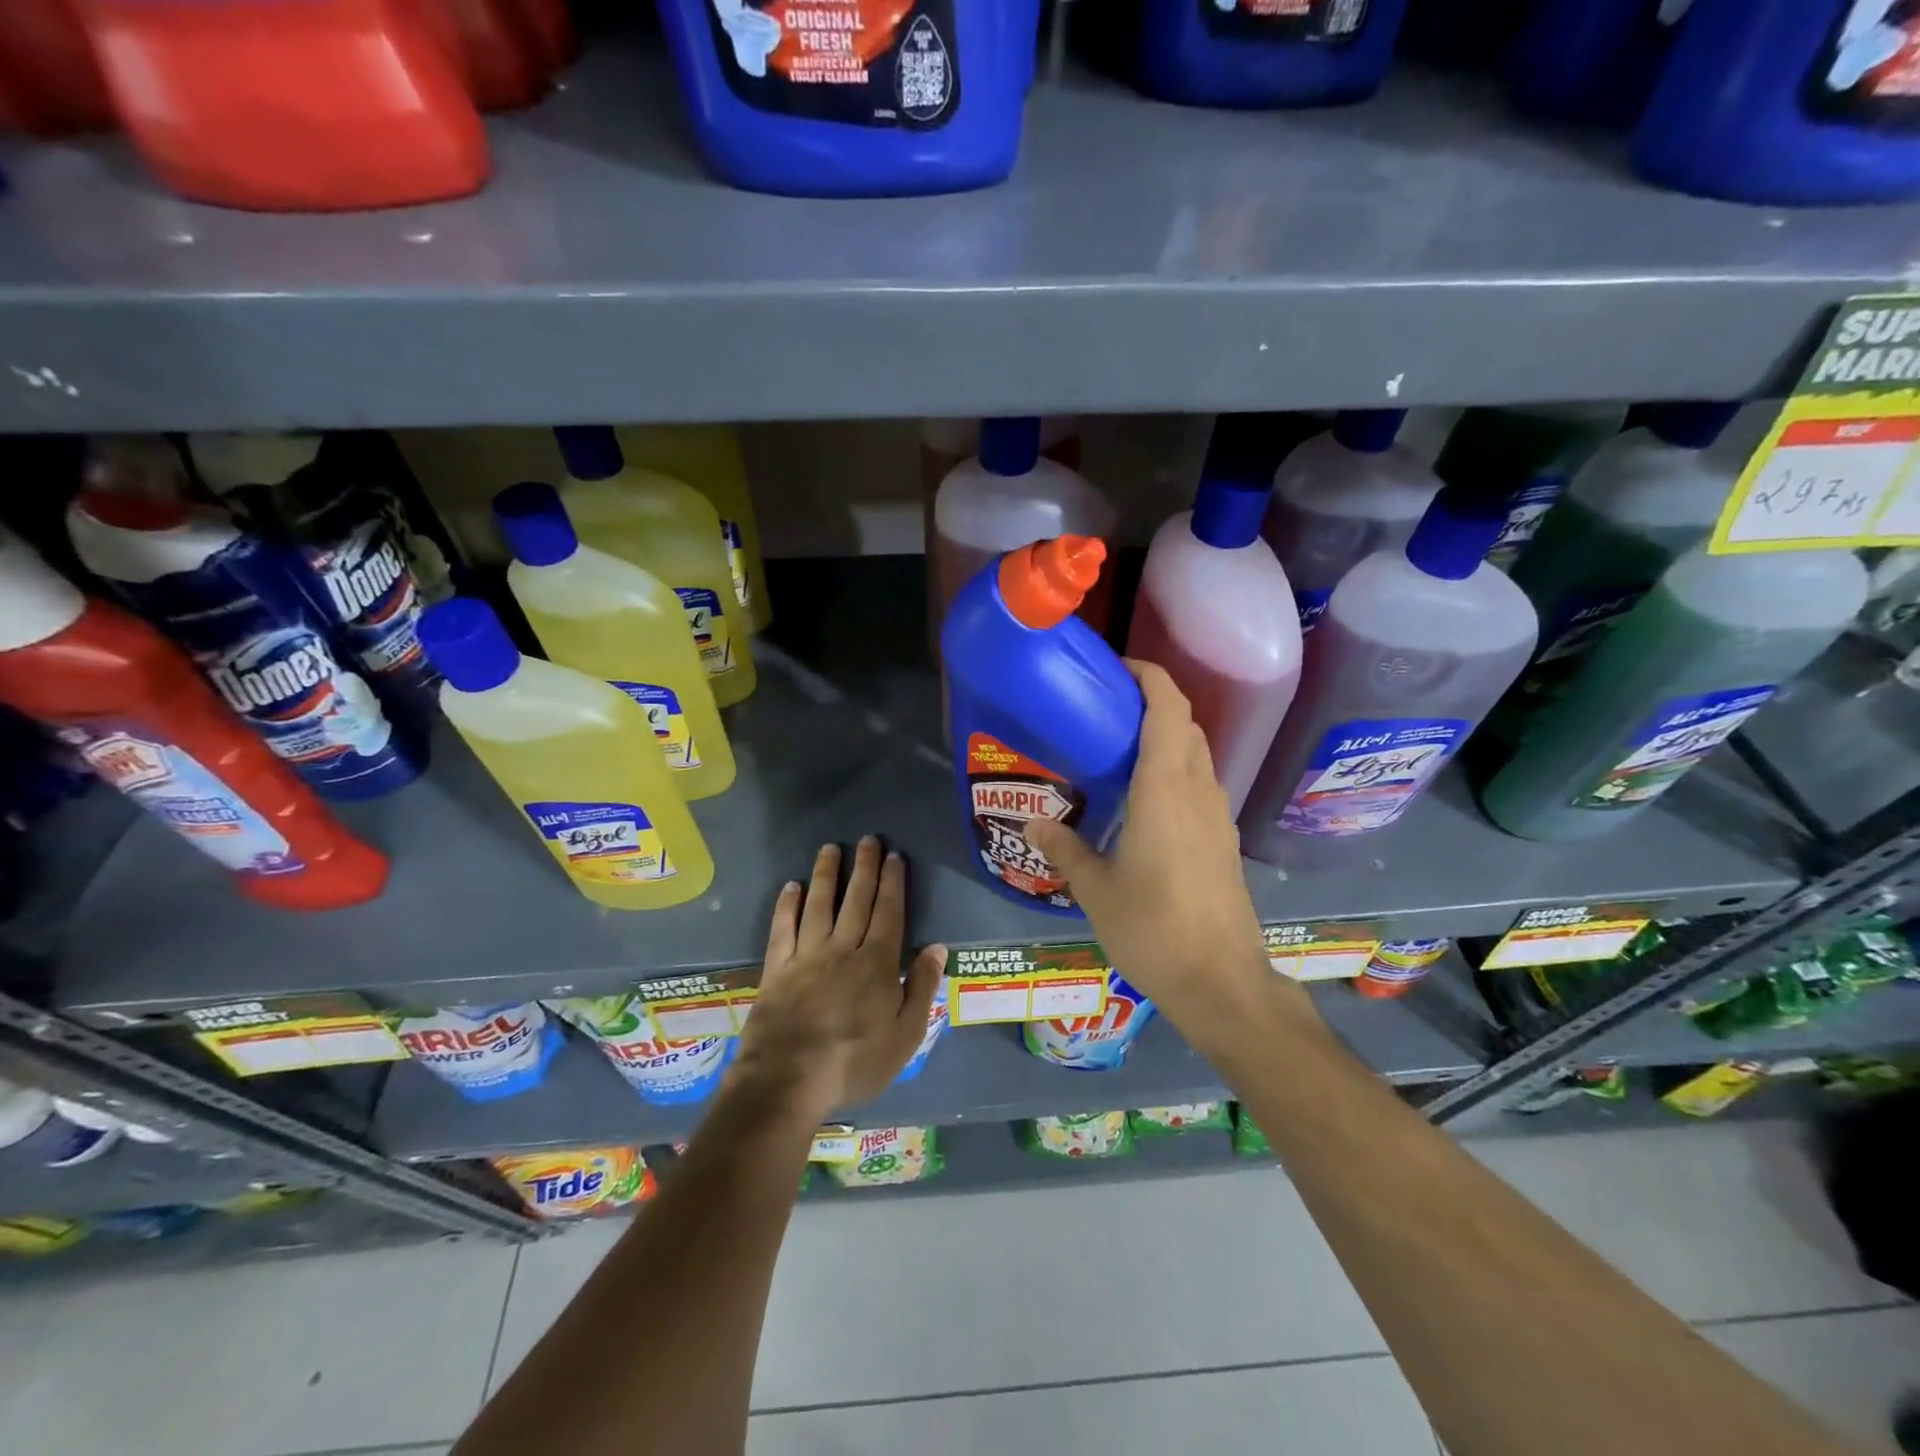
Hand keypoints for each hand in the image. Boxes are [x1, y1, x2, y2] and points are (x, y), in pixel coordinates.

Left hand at [729, 837, 945, 1123]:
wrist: (788, 1080)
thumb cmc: (854, 1062)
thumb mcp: (905, 1036)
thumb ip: (921, 988)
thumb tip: (936, 947)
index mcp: (877, 964)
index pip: (889, 912)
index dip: (893, 882)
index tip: (895, 856)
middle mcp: (843, 949)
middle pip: (856, 900)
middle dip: (865, 867)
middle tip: (868, 839)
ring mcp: (806, 956)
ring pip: (819, 905)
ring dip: (827, 874)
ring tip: (830, 848)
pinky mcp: (777, 969)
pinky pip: (782, 928)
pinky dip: (787, 905)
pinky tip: (791, 886)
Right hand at [1024, 661, 1280, 1027]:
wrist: (1222, 982)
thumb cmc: (1153, 929)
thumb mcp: (1096, 890)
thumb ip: (1065, 848)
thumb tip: (1033, 823)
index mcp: (1164, 791)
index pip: (1168, 709)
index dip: (1149, 677)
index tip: (1118, 668)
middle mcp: (1197, 791)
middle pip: (1185, 724)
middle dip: (1153, 703)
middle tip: (1107, 710)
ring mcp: (1218, 816)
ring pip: (1197, 754)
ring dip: (1167, 737)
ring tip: (1121, 751)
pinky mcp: (1225, 840)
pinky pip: (1201, 785)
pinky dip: (1176, 771)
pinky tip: (1146, 801)